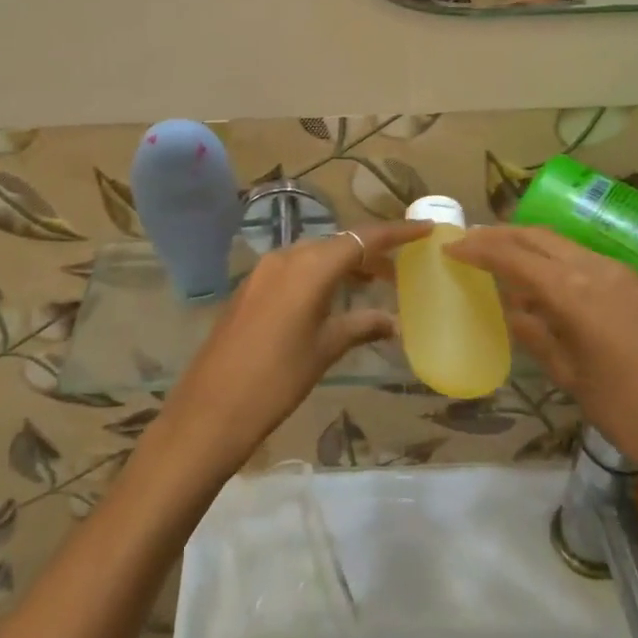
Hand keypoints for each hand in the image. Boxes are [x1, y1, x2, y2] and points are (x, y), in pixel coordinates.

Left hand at [149, 222, 430, 479]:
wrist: (211, 408)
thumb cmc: (277, 379)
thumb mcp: (324, 350)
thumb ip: (360, 326)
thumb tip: (391, 321)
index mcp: (309, 267)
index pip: (363, 238)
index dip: (397, 233)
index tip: (426, 229)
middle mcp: (286, 257)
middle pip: (338, 243)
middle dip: (370, 252)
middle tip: (399, 271)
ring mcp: (264, 270)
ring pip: (315, 254)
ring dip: (344, 264)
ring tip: (372, 284)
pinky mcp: (251, 287)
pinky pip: (295, 268)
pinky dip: (320, 275)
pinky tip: (332, 298)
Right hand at [448, 225, 637, 493]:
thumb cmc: (633, 417)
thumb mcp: (573, 378)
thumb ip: (537, 335)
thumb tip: (511, 309)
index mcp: (576, 291)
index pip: (514, 256)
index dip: (479, 249)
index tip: (452, 249)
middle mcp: (600, 269)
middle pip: (539, 236)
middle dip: (502, 235)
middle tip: (472, 244)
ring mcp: (627, 275)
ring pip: (565, 245)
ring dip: (531, 246)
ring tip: (503, 260)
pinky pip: (588, 260)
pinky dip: (558, 261)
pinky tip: (548, 283)